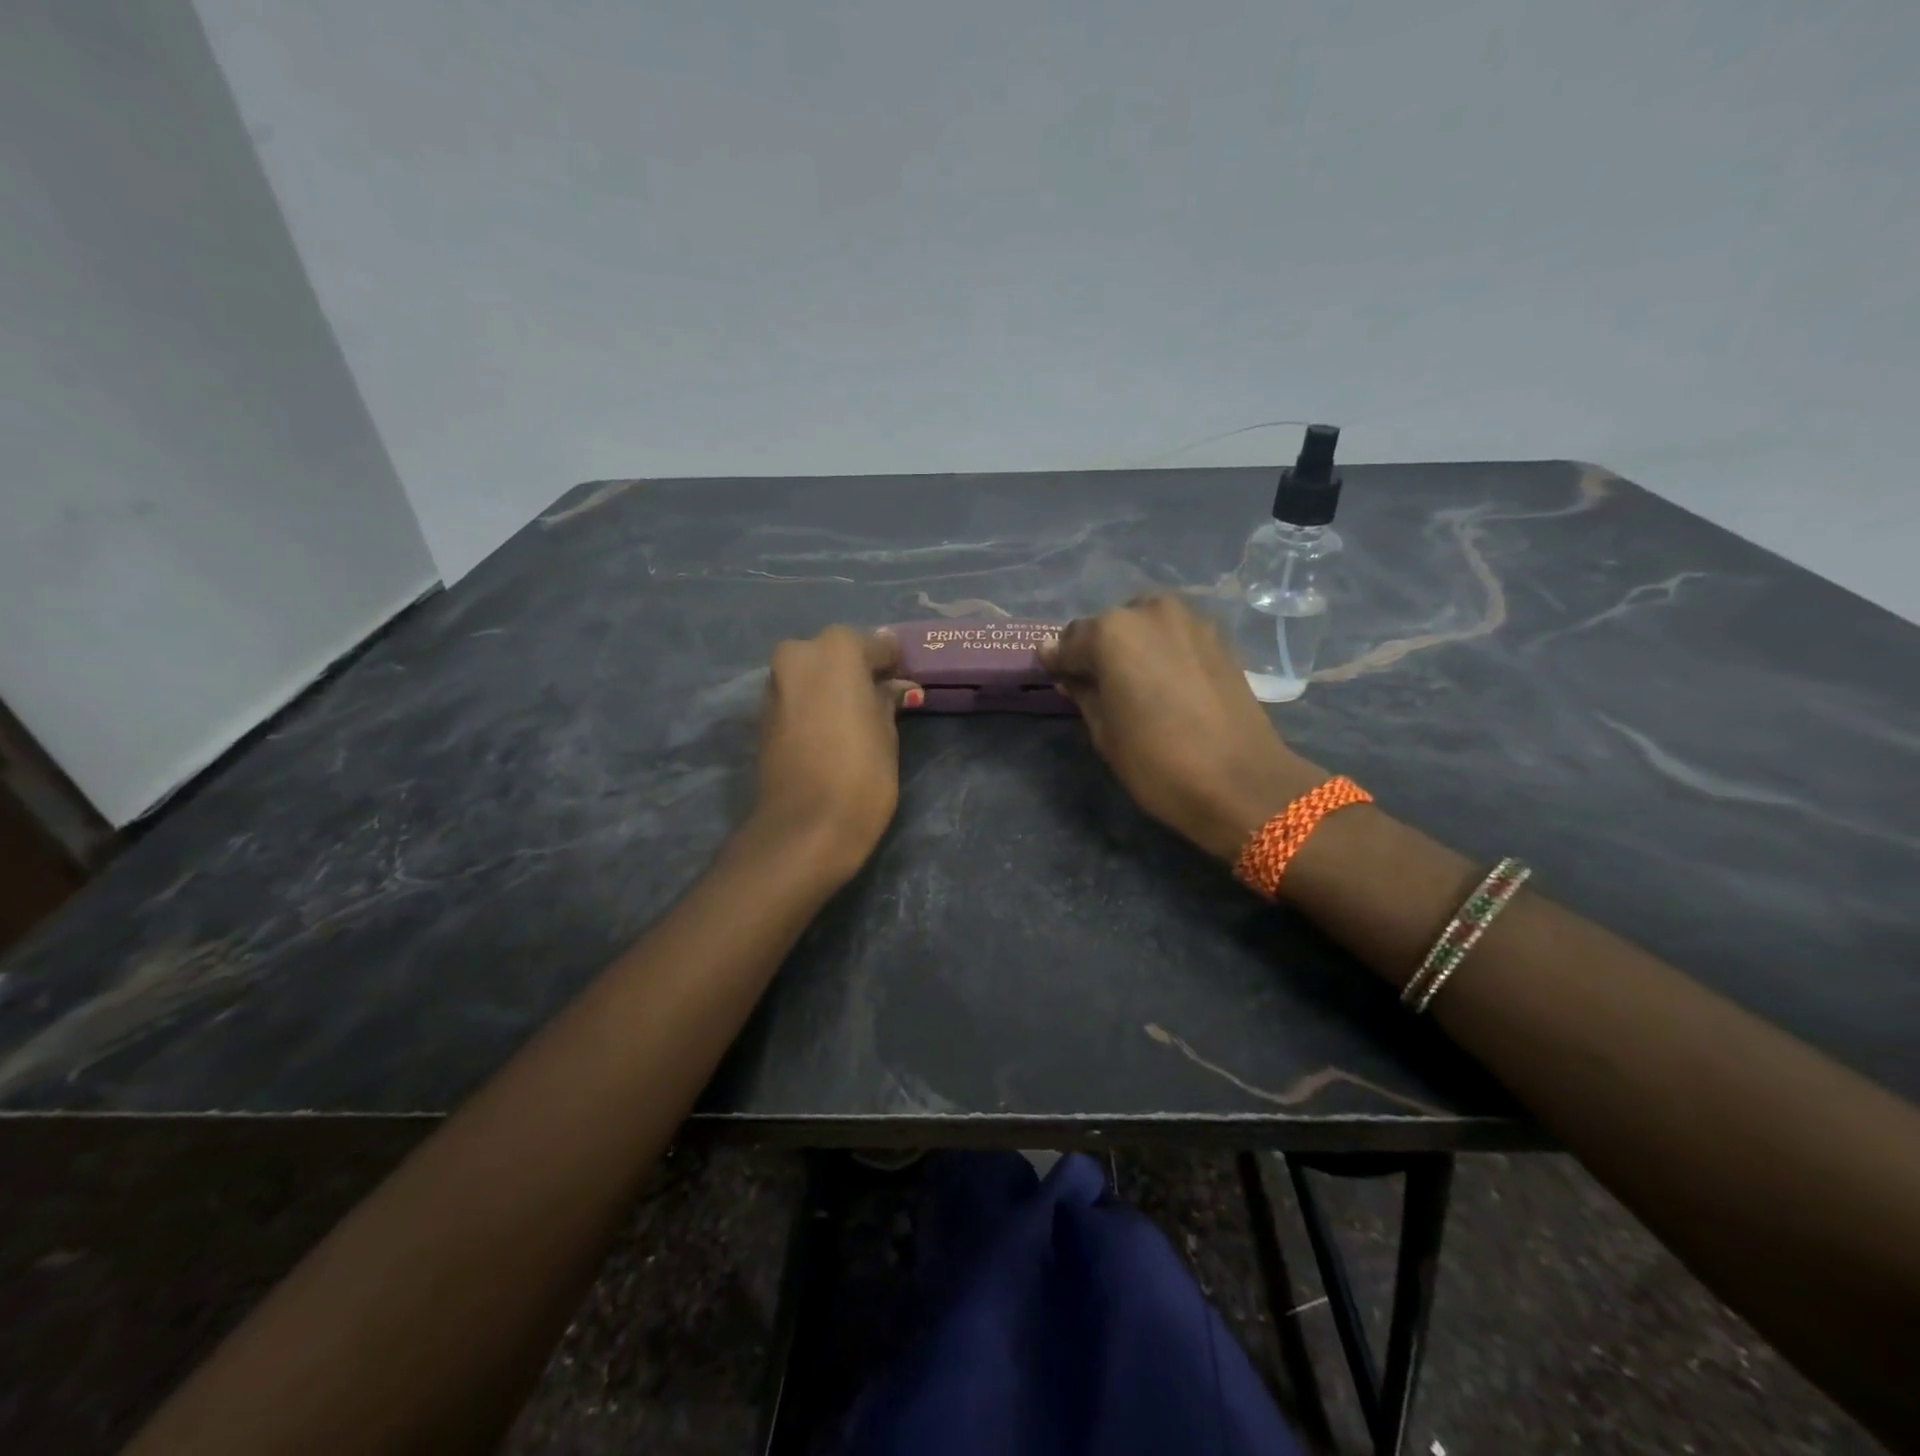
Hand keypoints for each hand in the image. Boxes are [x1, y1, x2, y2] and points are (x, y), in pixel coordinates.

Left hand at [751, 625, 915, 876]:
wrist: (805, 827)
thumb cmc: (861, 774)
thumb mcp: (887, 733)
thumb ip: (886, 699)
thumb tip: (892, 685)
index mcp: (837, 649)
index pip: (876, 645)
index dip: (892, 663)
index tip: (905, 680)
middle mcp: (799, 654)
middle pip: (837, 653)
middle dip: (857, 670)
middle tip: (881, 697)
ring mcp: (775, 683)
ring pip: (813, 673)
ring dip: (833, 686)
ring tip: (857, 716)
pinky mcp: (762, 713)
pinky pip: (798, 696)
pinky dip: (815, 703)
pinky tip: (833, 728)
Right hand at [1042, 595, 1324, 861]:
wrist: (1240, 780)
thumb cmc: (1157, 762)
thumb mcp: (1104, 732)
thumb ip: (1082, 690)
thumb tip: (1065, 670)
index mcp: (1111, 632)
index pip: (1069, 641)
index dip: (1060, 663)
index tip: (1057, 680)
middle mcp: (1150, 611)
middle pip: (1108, 626)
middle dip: (1098, 652)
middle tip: (1097, 687)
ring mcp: (1190, 620)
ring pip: (1144, 627)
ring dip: (1132, 649)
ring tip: (1133, 686)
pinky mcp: (1218, 638)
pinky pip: (1174, 637)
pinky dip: (1162, 652)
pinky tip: (1165, 684)